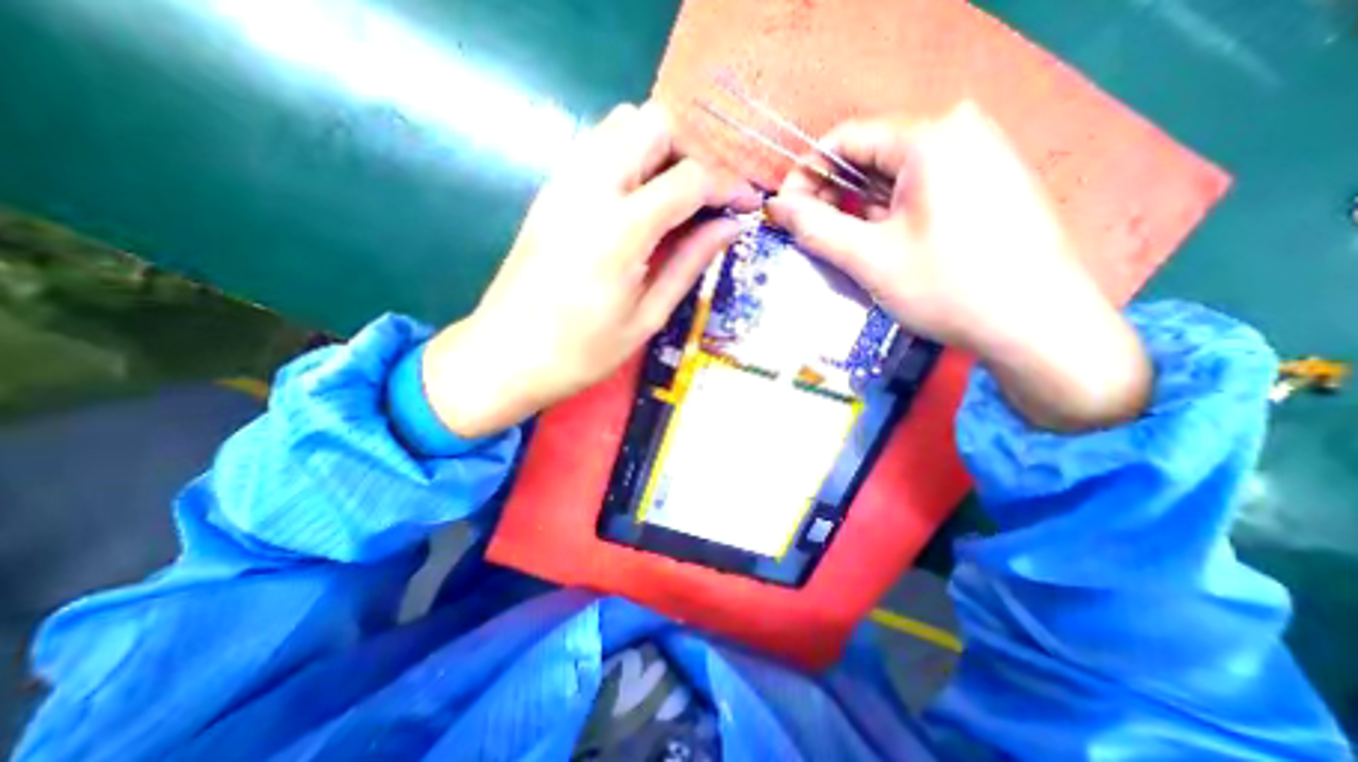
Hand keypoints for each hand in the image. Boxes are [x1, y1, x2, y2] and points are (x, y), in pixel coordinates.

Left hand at [422, 101, 762, 433]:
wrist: (506, 356)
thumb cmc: (582, 352)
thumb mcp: (648, 316)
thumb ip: (691, 262)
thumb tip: (731, 227)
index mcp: (621, 231)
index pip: (689, 178)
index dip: (726, 186)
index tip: (744, 206)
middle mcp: (589, 189)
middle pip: (653, 123)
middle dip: (691, 153)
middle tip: (703, 201)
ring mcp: (562, 184)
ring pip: (621, 124)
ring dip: (658, 151)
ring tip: (673, 200)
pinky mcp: (549, 191)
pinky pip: (597, 147)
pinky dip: (629, 158)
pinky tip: (638, 203)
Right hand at [770, 103, 1150, 431]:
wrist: (1037, 323)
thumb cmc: (948, 287)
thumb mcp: (869, 258)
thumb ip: (815, 227)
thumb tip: (775, 207)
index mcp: (930, 137)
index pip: (845, 138)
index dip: (806, 175)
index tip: (786, 212)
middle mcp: (959, 130)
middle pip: (870, 154)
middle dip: (833, 195)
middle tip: (812, 236)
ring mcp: (979, 153)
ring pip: (893, 174)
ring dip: (860, 208)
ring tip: (847, 247)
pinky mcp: (987, 179)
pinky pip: (920, 186)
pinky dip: (890, 212)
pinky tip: (885, 244)